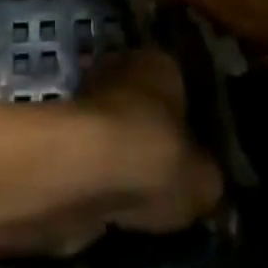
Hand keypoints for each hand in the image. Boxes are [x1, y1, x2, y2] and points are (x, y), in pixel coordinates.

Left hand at [73, 48, 223, 235]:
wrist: (80, 171)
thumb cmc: (152, 156)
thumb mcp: (202, 180)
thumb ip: (207, 178)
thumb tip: (205, 183)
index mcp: (161, 63)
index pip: (182, 86)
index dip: (189, 121)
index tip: (195, 154)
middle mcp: (122, 69)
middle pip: (143, 105)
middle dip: (151, 135)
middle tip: (167, 177)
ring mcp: (86, 99)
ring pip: (114, 130)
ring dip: (122, 157)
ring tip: (139, 199)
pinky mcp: (60, 135)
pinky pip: (90, 157)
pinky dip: (98, 178)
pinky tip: (111, 204)